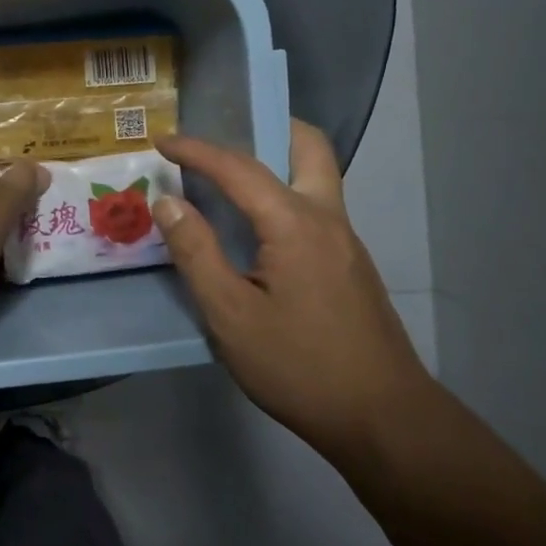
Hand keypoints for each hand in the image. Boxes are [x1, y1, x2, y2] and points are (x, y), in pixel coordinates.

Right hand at [154, 121, 430, 451]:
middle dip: (267, 127)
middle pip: (308, 146)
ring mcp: (346, 241)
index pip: (239, 168)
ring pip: (316, 176)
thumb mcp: (230, 315)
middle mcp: (327, 218)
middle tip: (224, 137)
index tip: (161, 140)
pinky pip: (316, 207)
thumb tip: (167, 201)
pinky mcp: (351, 266)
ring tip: (231, 179)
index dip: (196, 150)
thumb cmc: (299, 366)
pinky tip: (259, 230)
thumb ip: (196, 252)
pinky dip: (284, 195)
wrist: (384, 419)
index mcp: (294, 223)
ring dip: (276, 162)